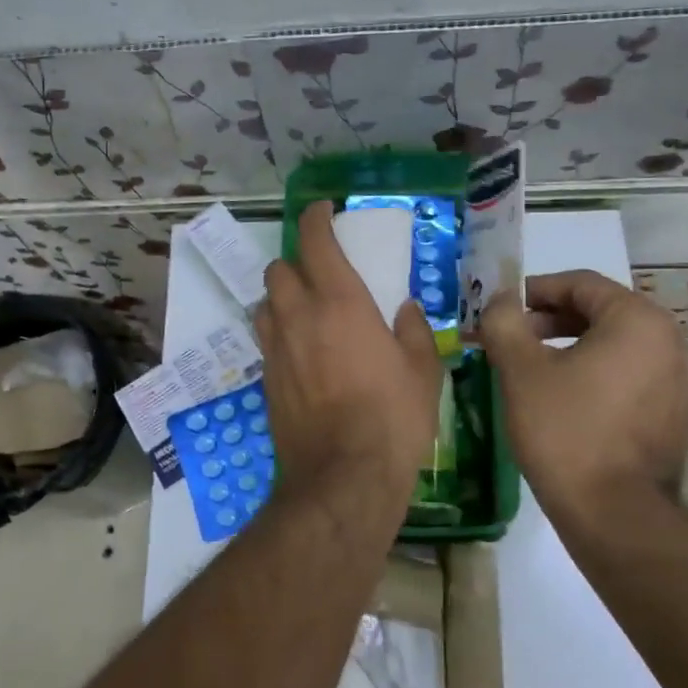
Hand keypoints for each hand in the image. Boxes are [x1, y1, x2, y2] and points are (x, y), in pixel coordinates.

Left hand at [255, 202, 443, 528]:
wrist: (342, 476)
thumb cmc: (392, 417)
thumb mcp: (422, 370)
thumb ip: (412, 330)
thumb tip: (404, 310)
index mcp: (339, 302)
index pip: (315, 241)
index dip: (315, 218)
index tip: (322, 210)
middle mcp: (298, 316)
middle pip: (278, 268)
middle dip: (295, 262)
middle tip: (319, 273)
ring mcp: (276, 348)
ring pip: (265, 303)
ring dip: (281, 297)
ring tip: (306, 312)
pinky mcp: (265, 379)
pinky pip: (266, 340)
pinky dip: (279, 333)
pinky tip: (302, 352)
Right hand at [480, 270, 687, 519]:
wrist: (615, 515)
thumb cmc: (564, 430)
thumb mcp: (520, 369)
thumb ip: (504, 321)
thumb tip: (500, 298)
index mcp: (640, 321)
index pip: (581, 284)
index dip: (535, 290)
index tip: (501, 310)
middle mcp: (673, 341)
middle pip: (602, 311)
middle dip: (551, 319)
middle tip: (512, 338)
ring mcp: (684, 380)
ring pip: (618, 344)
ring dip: (573, 345)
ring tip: (533, 366)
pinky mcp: (681, 414)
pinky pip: (633, 374)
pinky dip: (599, 371)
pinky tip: (567, 395)